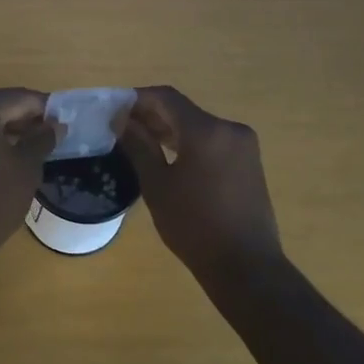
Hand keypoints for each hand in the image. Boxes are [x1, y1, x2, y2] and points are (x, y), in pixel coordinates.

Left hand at [0, 89, 55, 257]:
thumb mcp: (27, 167)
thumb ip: (42, 139)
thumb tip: (55, 125)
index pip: (18, 98)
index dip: (43, 108)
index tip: (62, 121)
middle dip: (22, 119)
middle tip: (48, 136)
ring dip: (4, 132)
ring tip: (29, 150)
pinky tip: (3, 160)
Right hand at [119, 86, 282, 278]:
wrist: (246, 266)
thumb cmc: (195, 226)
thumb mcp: (158, 186)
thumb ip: (139, 146)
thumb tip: (122, 121)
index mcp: (207, 130)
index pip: (166, 98)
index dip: (137, 99)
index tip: (114, 110)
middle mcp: (230, 128)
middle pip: (184, 110)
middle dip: (152, 115)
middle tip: (122, 128)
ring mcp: (243, 145)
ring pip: (199, 125)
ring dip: (170, 129)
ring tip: (141, 143)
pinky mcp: (249, 162)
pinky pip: (213, 140)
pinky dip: (189, 143)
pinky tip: (170, 157)